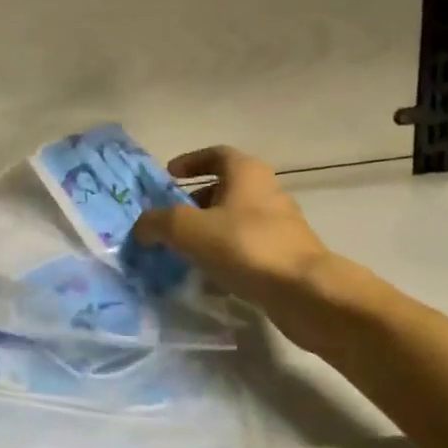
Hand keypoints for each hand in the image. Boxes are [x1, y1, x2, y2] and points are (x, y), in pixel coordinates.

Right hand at [132, 145, 348, 352]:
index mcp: (246, 172)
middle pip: (224, 188)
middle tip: (169, 219)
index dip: (190, 162)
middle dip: (194, 202)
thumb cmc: (244, 245)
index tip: (168, 177)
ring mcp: (279, 225)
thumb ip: (157, 223)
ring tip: (182, 251)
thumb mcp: (187, 229)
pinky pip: (246, 248)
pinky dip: (225, 256)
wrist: (306, 293)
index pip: (215, 154)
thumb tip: (141, 227)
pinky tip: (207, 277)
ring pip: (234, 220)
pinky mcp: (285, 256)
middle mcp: (266, 191)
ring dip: (208, 232)